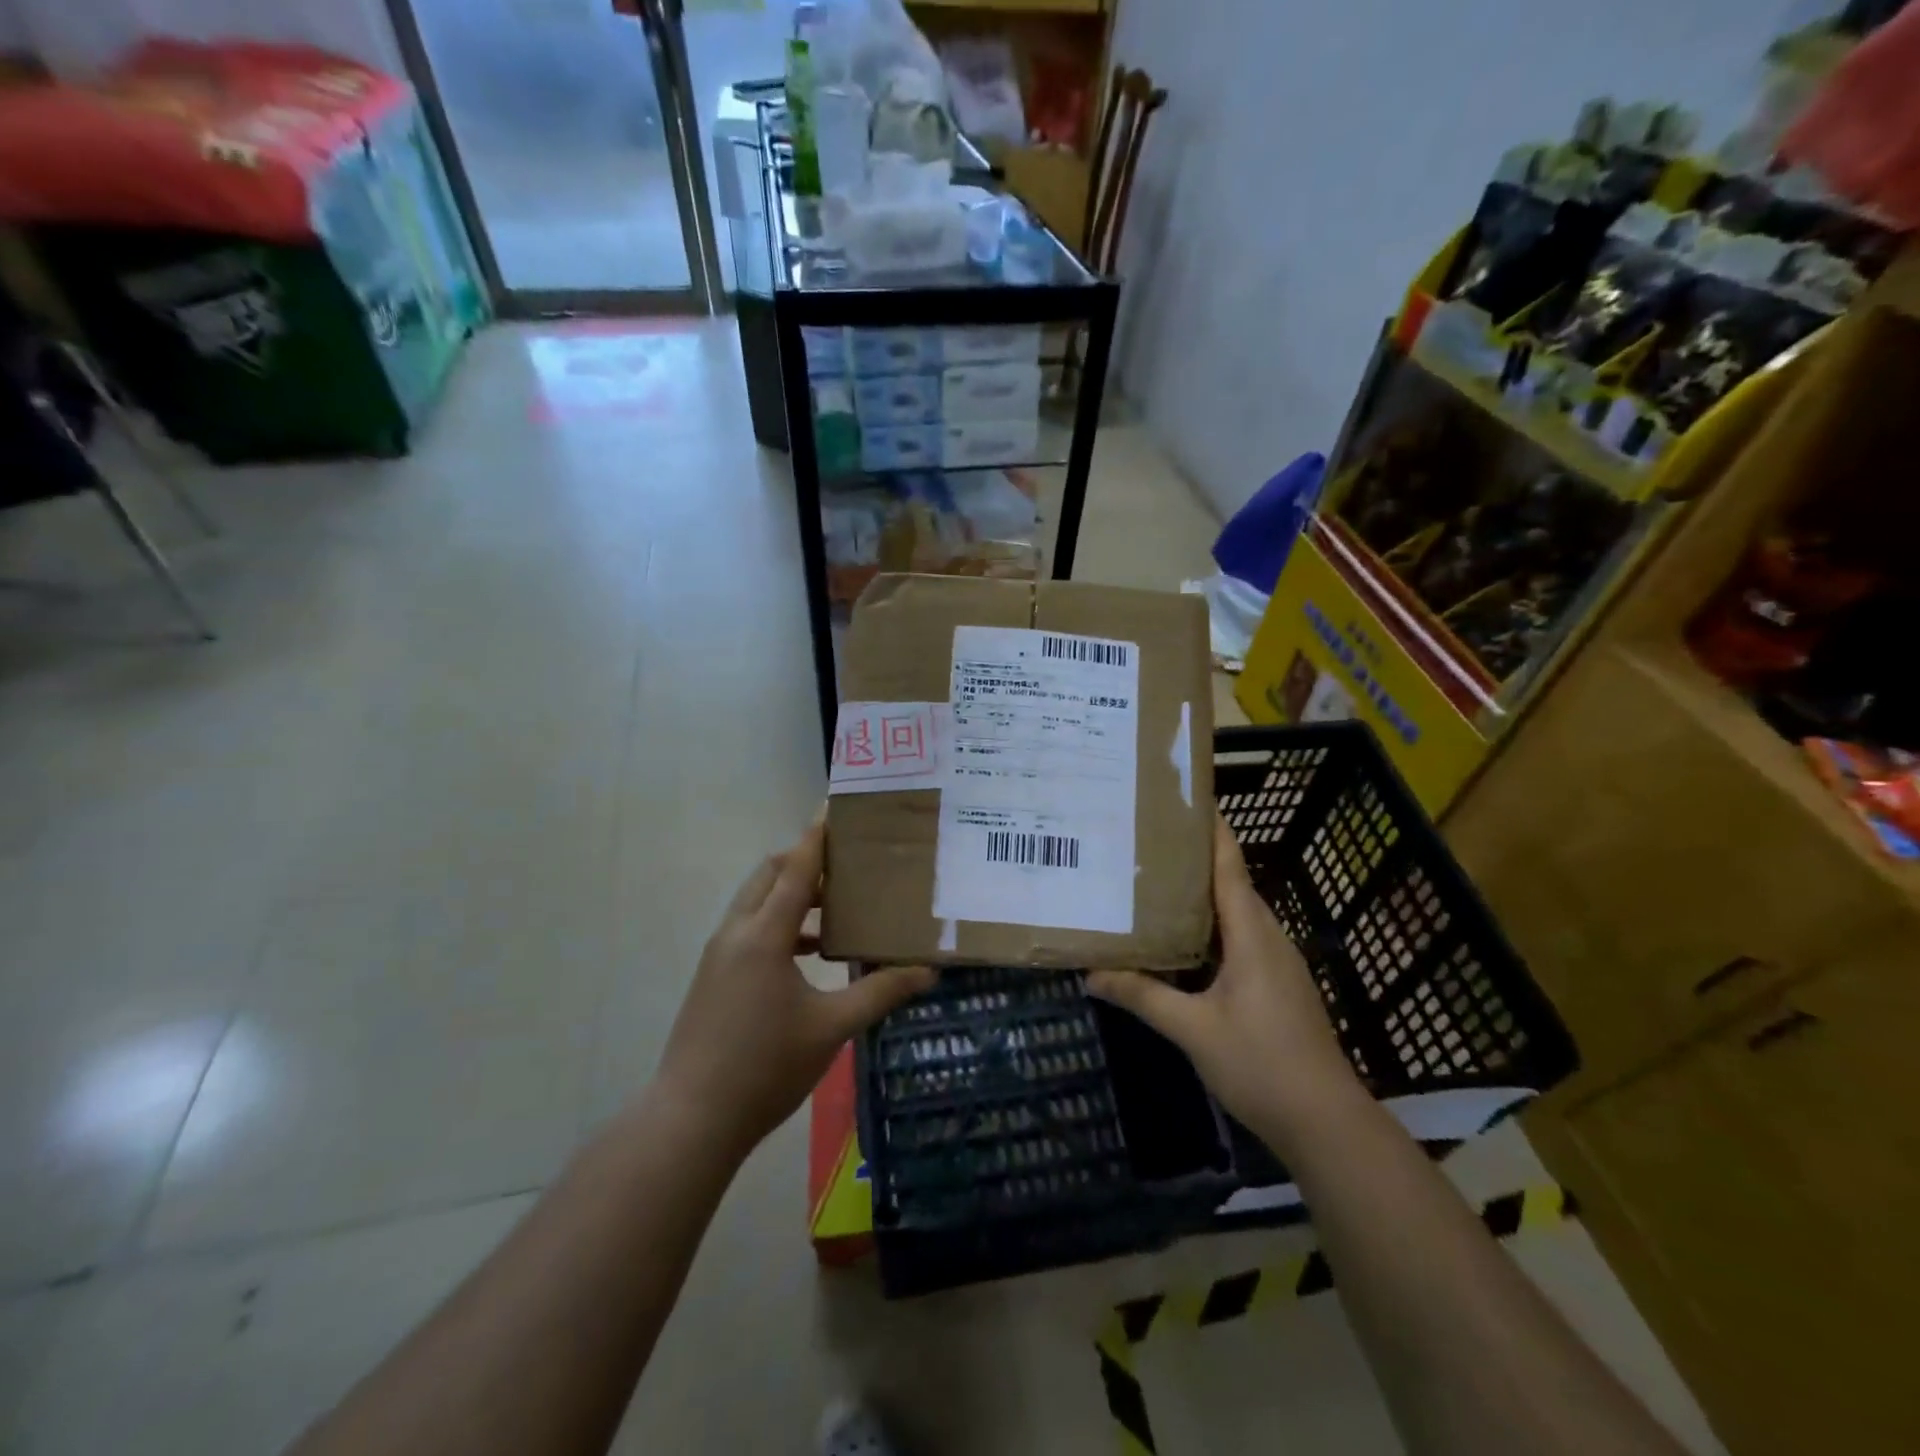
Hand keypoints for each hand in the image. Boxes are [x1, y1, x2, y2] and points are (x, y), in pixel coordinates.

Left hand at [653, 822, 935, 1160]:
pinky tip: (811, 955)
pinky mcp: (713, 976)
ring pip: (756, 902)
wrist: (691, 1119)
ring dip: (792, 894)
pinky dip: (779, 924)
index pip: (795, 868)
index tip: (835, 806)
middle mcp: (736, 932)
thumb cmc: (765, 1067)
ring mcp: (719, 954)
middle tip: (848, 864)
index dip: (817, 835)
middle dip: (804, 860)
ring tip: (837, 909)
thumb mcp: (832, 1028)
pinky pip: (749, 928)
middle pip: (769, 874)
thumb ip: (881, 992)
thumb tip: (928, 971)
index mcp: (764, 934)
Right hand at [1087, 816, 1362, 1149]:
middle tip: (1147, 841)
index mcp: (1251, 933)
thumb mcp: (1191, 1029)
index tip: (1186, 798)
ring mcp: (1276, 962)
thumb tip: (1090, 975)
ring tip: (1155, 882)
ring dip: (1200, 895)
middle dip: (1193, 859)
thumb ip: (1142, 995)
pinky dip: (1210, 928)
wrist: (1325, 1122)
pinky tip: (1181, 941)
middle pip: (1230, 883)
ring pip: (1235, 914)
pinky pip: (1240, 939)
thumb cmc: (1260, 1063)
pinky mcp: (1277, 985)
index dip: (1211, 829)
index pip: (1229, 865)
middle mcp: (1268, 937)